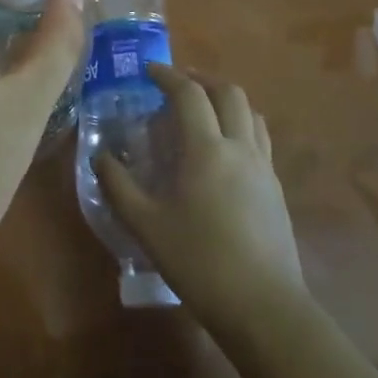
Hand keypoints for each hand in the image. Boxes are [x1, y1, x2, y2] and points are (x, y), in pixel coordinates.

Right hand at [99, 67, 306, 330]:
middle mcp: (240, 147)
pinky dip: (240, 125)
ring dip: (226, 99)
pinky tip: (224, 149)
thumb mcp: (146, 226)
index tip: (148, 70)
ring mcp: (264, 167)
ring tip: (203, 109)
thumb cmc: (199, 262)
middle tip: (177, 83)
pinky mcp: (277, 188)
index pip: (189, 94)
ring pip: (251, 112)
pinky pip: (260, 138)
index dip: (168, 75)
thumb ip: (119, 186)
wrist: (264, 306)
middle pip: (228, 92)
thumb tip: (100, 157)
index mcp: (207, 149)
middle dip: (202, 79)